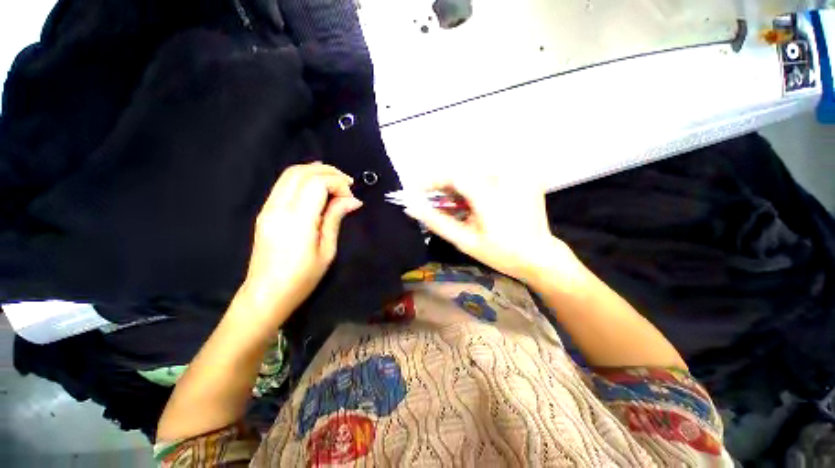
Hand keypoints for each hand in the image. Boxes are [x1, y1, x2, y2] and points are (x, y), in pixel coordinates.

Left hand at [241, 163, 362, 318]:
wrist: (267, 294)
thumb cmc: (302, 278)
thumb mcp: (327, 250)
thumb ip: (335, 218)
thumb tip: (353, 200)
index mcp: (297, 220)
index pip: (316, 183)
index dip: (337, 183)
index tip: (350, 197)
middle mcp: (278, 208)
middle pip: (301, 172)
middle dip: (327, 171)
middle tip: (347, 183)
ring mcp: (268, 208)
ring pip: (290, 174)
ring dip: (315, 172)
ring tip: (335, 183)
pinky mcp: (265, 211)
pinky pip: (284, 184)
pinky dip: (304, 179)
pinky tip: (317, 188)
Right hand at [403, 176, 574, 283]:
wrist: (539, 256)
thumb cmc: (500, 253)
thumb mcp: (465, 241)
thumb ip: (438, 222)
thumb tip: (413, 208)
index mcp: (489, 197)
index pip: (454, 176)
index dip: (433, 180)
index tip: (417, 189)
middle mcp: (506, 179)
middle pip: (465, 169)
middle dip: (446, 182)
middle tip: (437, 198)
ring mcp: (519, 176)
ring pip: (479, 168)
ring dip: (462, 181)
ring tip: (457, 201)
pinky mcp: (526, 177)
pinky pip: (494, 172)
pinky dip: (479, 181)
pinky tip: (479, 198)